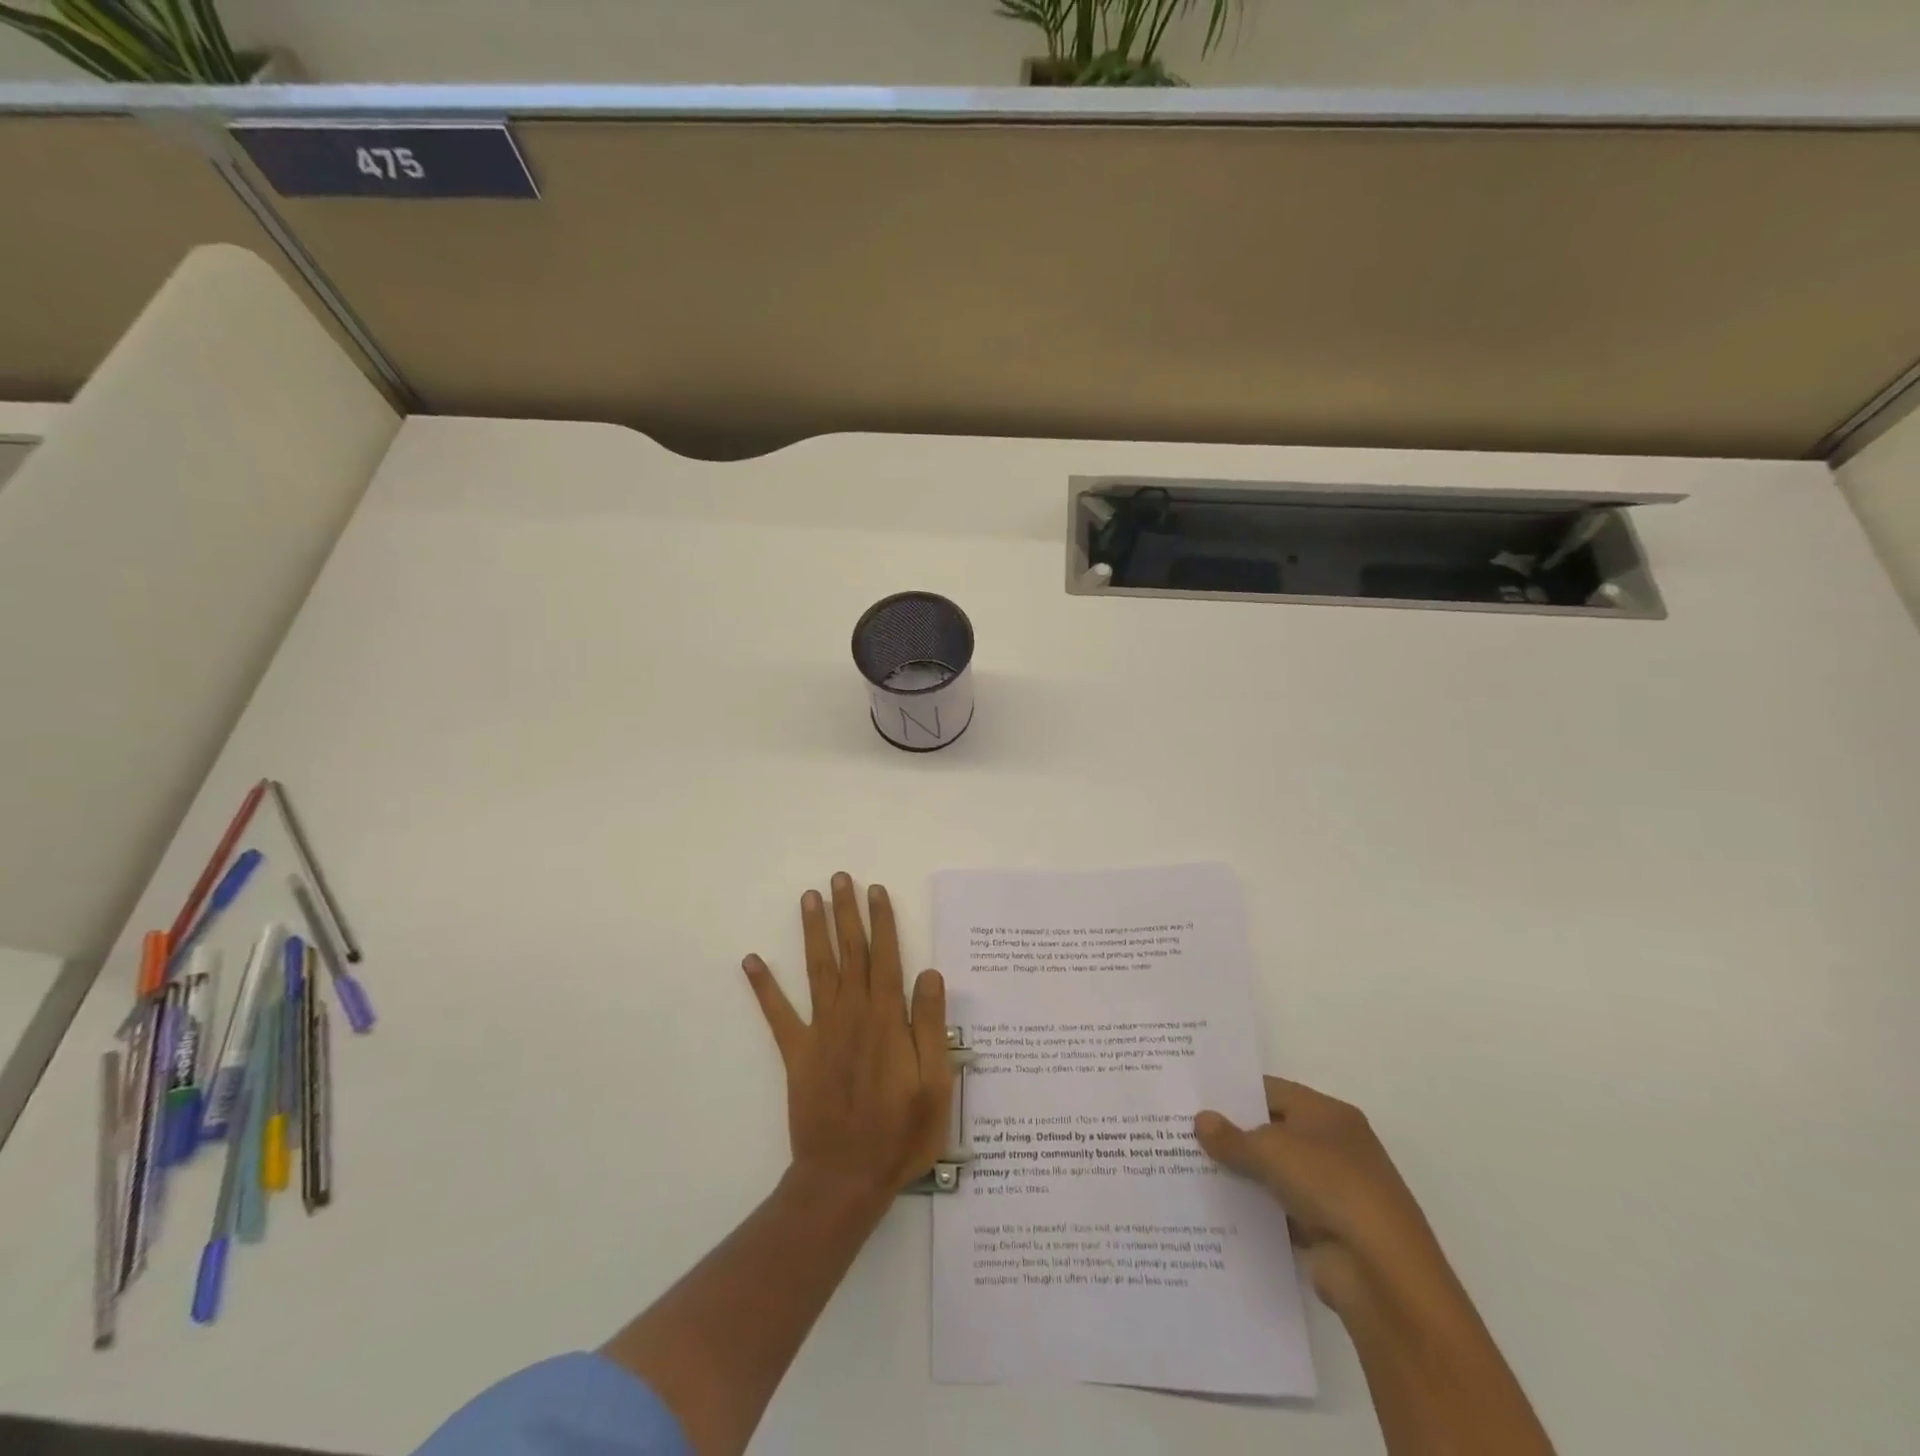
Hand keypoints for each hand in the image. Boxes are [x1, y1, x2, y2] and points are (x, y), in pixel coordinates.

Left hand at [744, 874, 952, 1198]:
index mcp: (887, 1019)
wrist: (845, 1178)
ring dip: (813, 932)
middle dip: (846, 913)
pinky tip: (751, 960)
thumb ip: (931, 1026)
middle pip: (850, 952)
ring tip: (809, 898)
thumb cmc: (900, 1133)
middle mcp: (851, 1014)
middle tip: (839, 878)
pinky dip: (764, 986)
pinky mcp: (797, 1054)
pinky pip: (777, 1014)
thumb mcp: (935, 1084)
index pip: (885, 957)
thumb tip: (931, 973)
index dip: (881, 922)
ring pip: (817, 970)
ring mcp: (820, 1032)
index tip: (875, 890)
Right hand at [1196, 1077, 1446, 1314]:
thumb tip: (1200, 1120)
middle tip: (1183, 1131)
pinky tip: (1216, 1210)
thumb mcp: (1271, 1151)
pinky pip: (1279, 1210)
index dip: (1234, 1092)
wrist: (1382, 1273)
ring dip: (1241, 1175)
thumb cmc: (1330, 1186)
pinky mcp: (1326, 1230)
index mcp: (1328, 1114)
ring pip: (1274, 1173)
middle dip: (1233, 1134)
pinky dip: (1255, 1210)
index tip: (1194, 1096)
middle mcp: (1334, 1146)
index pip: (1271, 1090)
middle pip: (1272, 1131)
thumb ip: (1231, 1137)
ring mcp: (1332, 1190)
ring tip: (1189, 1168)